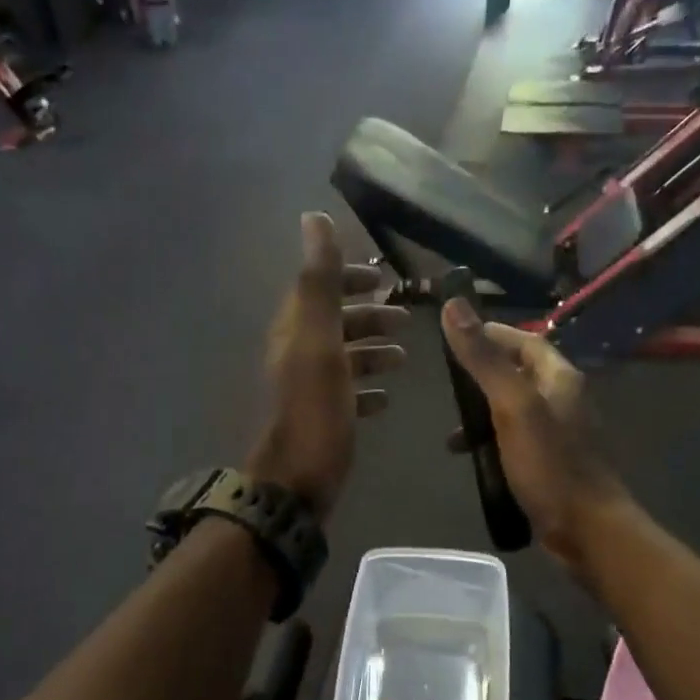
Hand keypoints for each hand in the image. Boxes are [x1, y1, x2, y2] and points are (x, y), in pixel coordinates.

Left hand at [247, 213, 406, 519]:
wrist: (297, 481)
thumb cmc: (315, 411)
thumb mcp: (320, 342)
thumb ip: (320, 283)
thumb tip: (314, 218)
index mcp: (295, 332)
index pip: (318, 289)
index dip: (348, 278)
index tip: (382, 278)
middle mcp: (297, 356)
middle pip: (334, 324)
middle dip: (368, 316)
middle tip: (404, 317)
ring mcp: (308, 391)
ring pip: (343, 359)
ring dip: (372, 352)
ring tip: (404, 357)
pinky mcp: (320, 420)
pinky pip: (346, 395)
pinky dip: (367, 390)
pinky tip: (386, 399)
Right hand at [440, 299, 628, 574]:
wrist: (587, 529)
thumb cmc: (550, 464)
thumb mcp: (512, 406)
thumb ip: (484, 359)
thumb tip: (454, 306)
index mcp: (560, 378)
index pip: (524, 340)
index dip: (490, 334)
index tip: (454, 337)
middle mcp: (564, 399)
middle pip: (518, 373)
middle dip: (482, 376)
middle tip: (447, 385)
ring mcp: (560, 433)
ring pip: (515, 409)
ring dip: (483, 413)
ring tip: (452, 428)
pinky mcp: (552, 462)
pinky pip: (517, 439)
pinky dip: (493, 441)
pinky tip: (473, 458)